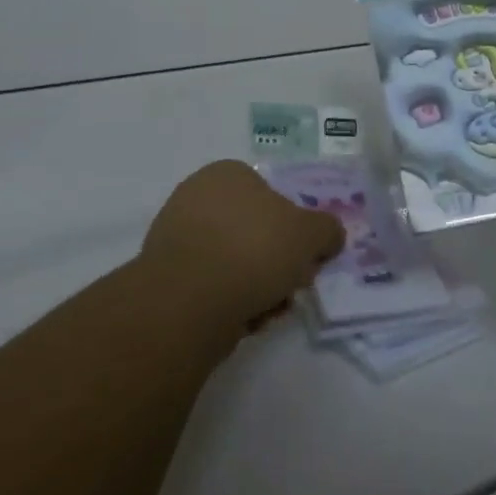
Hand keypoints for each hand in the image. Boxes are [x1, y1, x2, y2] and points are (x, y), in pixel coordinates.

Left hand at [141, 160, 345, 336]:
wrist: (189, 300)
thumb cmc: (254, 249)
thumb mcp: (310, 234)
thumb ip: (327, 230)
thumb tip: (329, 236)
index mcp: (228, 173)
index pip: (271, 195)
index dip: (294, 228)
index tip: (305, 258)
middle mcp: (197, 195)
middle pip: (254, 231)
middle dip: (276, 262)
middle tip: (291, 287)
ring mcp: (176, 236)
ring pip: (234, 262)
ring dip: (257, 287)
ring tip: (267, 309)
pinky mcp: (166, 276)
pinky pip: (211, 286)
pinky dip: (229, 302)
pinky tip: (241, 320)